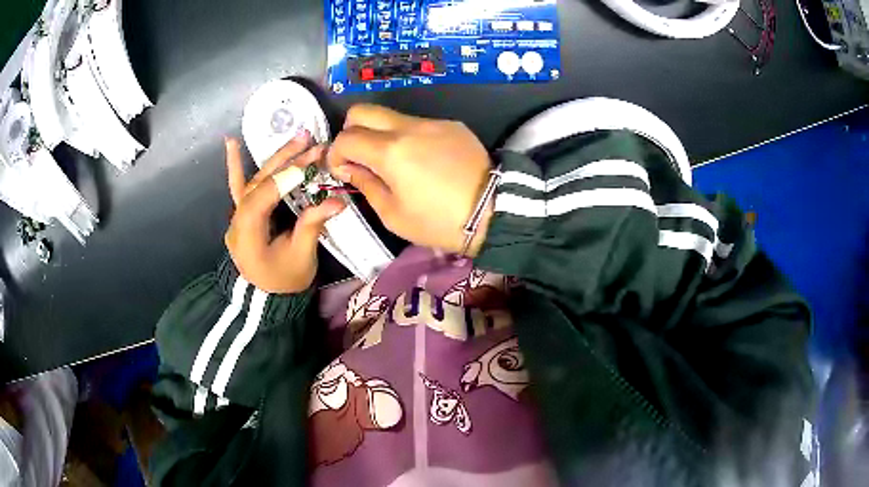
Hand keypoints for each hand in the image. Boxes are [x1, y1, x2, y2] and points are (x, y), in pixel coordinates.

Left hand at [224, 134, 345, 292]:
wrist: (266, 296)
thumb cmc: (284, 281)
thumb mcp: (301, 258)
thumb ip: (312, 226)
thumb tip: (337, 201)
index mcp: (248, 236)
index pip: (262, 199)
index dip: (284, 180)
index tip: (310, 163)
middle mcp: (237, 221)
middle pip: (259, 184)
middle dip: (284, 161)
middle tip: (309, 141)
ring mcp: (237, 216)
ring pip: (253, 180)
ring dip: (274, 158)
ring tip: (297, 137)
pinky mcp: (242, 213)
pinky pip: (237, 186)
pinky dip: (235, 164)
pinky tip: (231, 142)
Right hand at [327, 104, 492, 255]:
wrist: (494, 211)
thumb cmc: (439, 221)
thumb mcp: (393, 215)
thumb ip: (366, 184)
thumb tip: (350, 167)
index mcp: (390, 152)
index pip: (345, 137)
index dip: (336, 154)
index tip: (343, 171)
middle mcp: (408, 127)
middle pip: (362, 110)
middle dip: (350, 130)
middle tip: (359, 156)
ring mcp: (432, 122)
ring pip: (391, 116)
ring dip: (381, 134)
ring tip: (394, 162)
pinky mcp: (451, 124)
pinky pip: (418, 124)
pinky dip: (409, 137)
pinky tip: (424, 161)